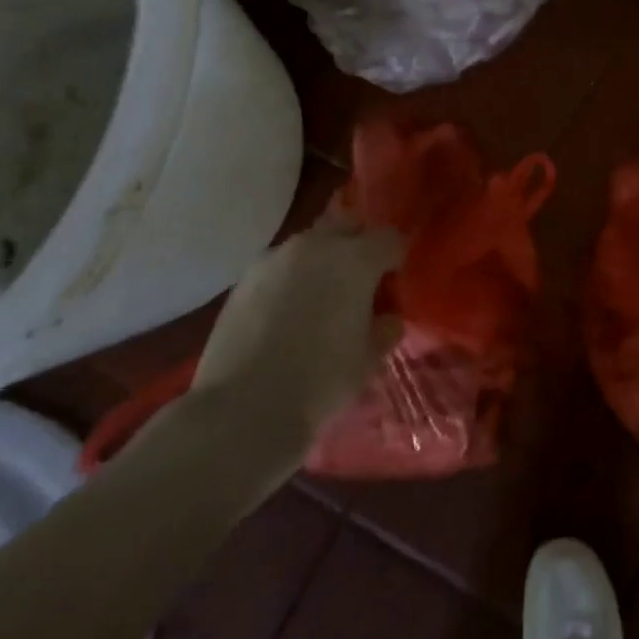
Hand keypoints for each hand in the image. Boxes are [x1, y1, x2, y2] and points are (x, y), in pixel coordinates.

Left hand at [188, 204, 403, 478]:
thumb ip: (385, 329)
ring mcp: (275, 258)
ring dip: (322, 260)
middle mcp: (317, 245)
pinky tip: (287, 313)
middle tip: (359, 284)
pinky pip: (280, 265)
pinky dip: (291, 278)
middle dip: (358, 246)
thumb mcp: (369, 359)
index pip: (390, 239)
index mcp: (356, 259)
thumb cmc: (320, 381)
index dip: (395, 258)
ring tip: (319, 298)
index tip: (393, 283)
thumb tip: (386, 318)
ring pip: (311, 244)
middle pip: (349, 227)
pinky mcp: (244, 279)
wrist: (242, 411)